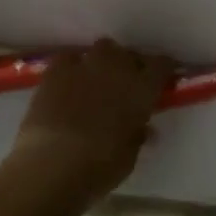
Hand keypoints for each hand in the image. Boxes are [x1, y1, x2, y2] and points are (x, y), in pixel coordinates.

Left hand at [9, 40, 175, 201]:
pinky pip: (68, 58)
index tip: (162, 77)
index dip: (163, 68)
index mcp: (142, 89)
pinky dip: (72, 66)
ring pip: (102, 48)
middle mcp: (118, 70)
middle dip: (130, 64)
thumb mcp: (129, 156)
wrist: (52, 166)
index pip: (162, 64)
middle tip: (126, 83)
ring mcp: (85, 67)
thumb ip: (137, 135)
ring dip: (104, 61)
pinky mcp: (55, 73)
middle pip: (130, 53)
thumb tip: (143, 128)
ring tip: (98, 78)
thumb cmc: (100, 167)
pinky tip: (69, 81)